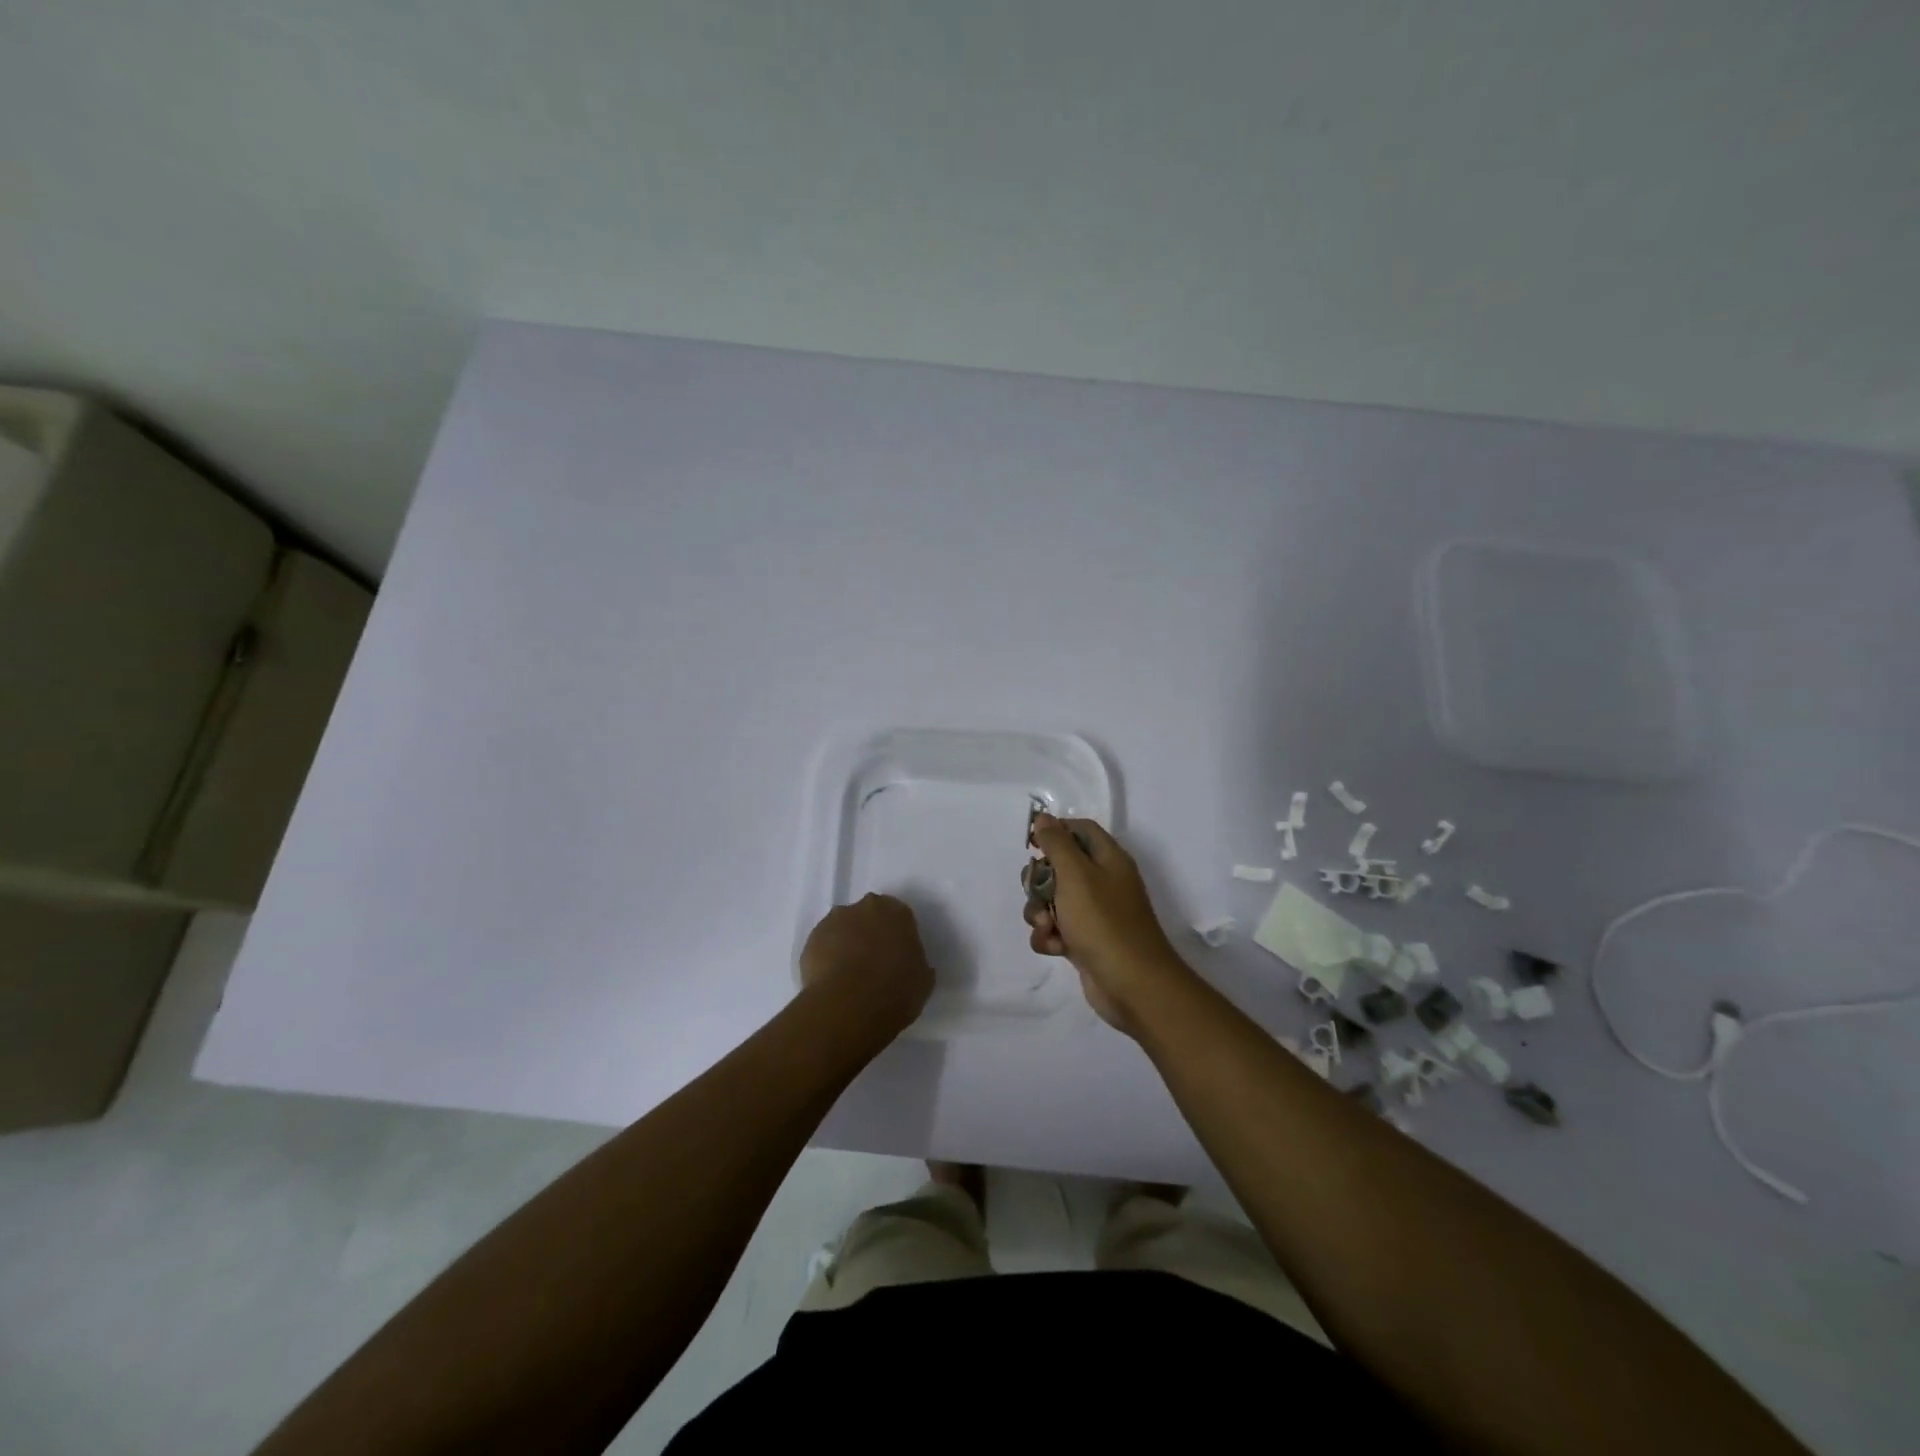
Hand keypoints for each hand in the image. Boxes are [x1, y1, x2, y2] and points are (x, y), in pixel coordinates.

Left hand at [799, 894, 935, 1039]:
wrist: (850, 1005)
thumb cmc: (896, 990)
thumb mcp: (923, 979)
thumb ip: (917, 963)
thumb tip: (911, 964)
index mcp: (896, 911)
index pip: (898, 916)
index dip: (896, 936)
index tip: (896, 956)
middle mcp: (865, 907)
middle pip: (867, 916)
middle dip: (869, 933)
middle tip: (872, 963)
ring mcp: (835, 920)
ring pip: (842, 928)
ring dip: (845, 943)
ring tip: (848, 975)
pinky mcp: (811, 939)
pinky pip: (823, 945)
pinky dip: (826, 957)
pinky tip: (832, 981)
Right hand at [1023, 814, 1190, 1034]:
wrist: (1132, 985)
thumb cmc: (1103, 922)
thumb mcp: (1076, 875)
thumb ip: (1057, 844)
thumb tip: (1043, 817)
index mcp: (1108, 859)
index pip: (1079, 829)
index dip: (1055, 832)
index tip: (1032, 845)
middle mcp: (1103, 882)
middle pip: (1059, 866)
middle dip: (1039, 881)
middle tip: (1038, 893)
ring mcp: (1094, 913)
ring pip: (1052, 900)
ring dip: (1039, 912)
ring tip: (1046, 928)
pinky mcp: (1084, 941)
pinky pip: (1055, 929)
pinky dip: (1049, 937)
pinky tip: (1054, 947)